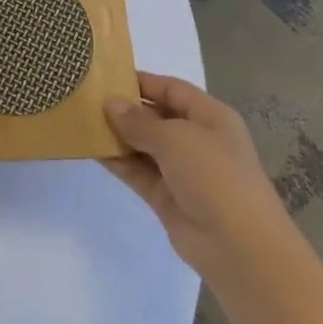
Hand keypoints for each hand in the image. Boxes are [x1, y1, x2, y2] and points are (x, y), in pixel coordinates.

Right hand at [103, 72, 279, 282]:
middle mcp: (196, 140)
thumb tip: (111, 104)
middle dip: (125, 108)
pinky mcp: (166, 197)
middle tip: (86, 98)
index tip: (105, 76)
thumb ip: (139, 121)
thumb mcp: (175, 138)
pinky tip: (92, 150)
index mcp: (210, 117)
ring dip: (117, 135)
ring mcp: (181, 170)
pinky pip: (138, 172)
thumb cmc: (214, 175)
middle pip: (156, 116)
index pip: (171, 89)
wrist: (240, 247)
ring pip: (144, 145)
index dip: (141, 82)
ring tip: (82, 120)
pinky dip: (118, 161)